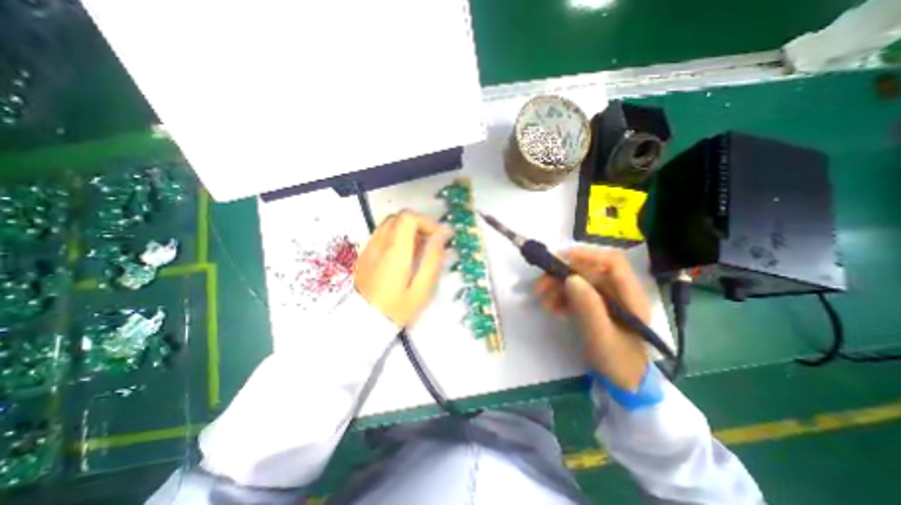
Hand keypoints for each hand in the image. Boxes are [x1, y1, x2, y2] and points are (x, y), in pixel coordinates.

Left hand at [353, 212, 449, 324]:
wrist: (362, 323)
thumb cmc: (396, 309)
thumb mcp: (421, 289)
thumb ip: (432, 260)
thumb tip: (440, 237)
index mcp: (395, 251)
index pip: (408, 218)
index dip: (427, 222)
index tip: (439, 237)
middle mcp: (380, 244)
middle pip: (400, 217)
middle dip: (419, 225)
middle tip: (430, 243)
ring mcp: (370, 248)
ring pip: (390, 224)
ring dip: (408, 231)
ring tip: (419, 250)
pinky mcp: (365, 254)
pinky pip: (383, 235)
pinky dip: (397, 237)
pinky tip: (404, 256)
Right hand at [533, 249, 656, 390]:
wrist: (623, 381)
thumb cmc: (618, 361)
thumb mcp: (601, 337)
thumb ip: (589, 308)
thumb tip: (571, 278)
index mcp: (630, 296)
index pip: (612, 262)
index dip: (587, 255)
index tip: (560, 259)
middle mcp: (618, 291)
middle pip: (589, 270)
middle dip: (562, 274)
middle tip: (540, 286)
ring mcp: (605, 298)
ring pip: (579, 280)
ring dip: (557, 286)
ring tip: (542, 300)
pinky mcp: (594, 305)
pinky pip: (575, 292)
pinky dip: (560, 296)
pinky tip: (552, 308)